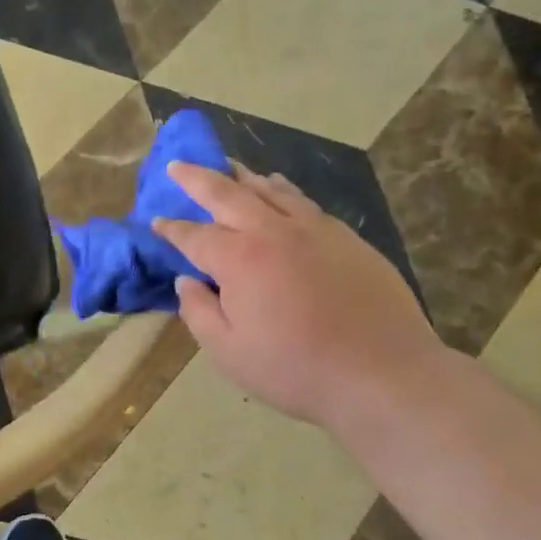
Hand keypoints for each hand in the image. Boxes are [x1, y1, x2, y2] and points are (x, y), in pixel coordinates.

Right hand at [153, 163, 442, 430]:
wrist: (383, 374)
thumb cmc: (296, 369)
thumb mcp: (229, 353)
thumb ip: (199, 313)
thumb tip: (186, 281)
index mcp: (239, 259)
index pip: (194, 236)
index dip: (172, 228)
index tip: (157, 221)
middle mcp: (273, 232)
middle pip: (228, 193)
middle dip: (198, 178)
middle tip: (178, 165)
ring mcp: (315, 229)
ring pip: (271, 190)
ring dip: (243, 176)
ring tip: (229, 167)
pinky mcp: (347, 238)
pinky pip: (304, 202)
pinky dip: (282, 189)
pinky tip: (280, 189)